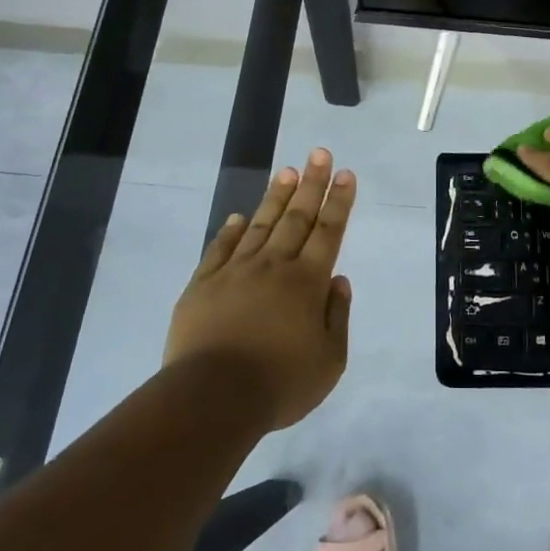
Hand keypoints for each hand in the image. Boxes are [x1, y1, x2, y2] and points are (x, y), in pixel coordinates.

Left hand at [164, 149, 354, 430]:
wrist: (212, 398)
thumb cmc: (279, 383)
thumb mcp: (329, 360)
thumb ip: (337, 316)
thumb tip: (338, 280)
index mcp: (307, 282)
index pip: (328, 232)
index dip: (338, 202)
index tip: (345, 174)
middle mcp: (274, 266)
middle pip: (297, 217)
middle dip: (311, 184)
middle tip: (320, 153)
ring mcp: (235, 272)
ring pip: (261, 225)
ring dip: (276, 196)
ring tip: (287, 170)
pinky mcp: (203, 285)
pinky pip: (221, 249)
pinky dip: (232, 231)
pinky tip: (240, 217)